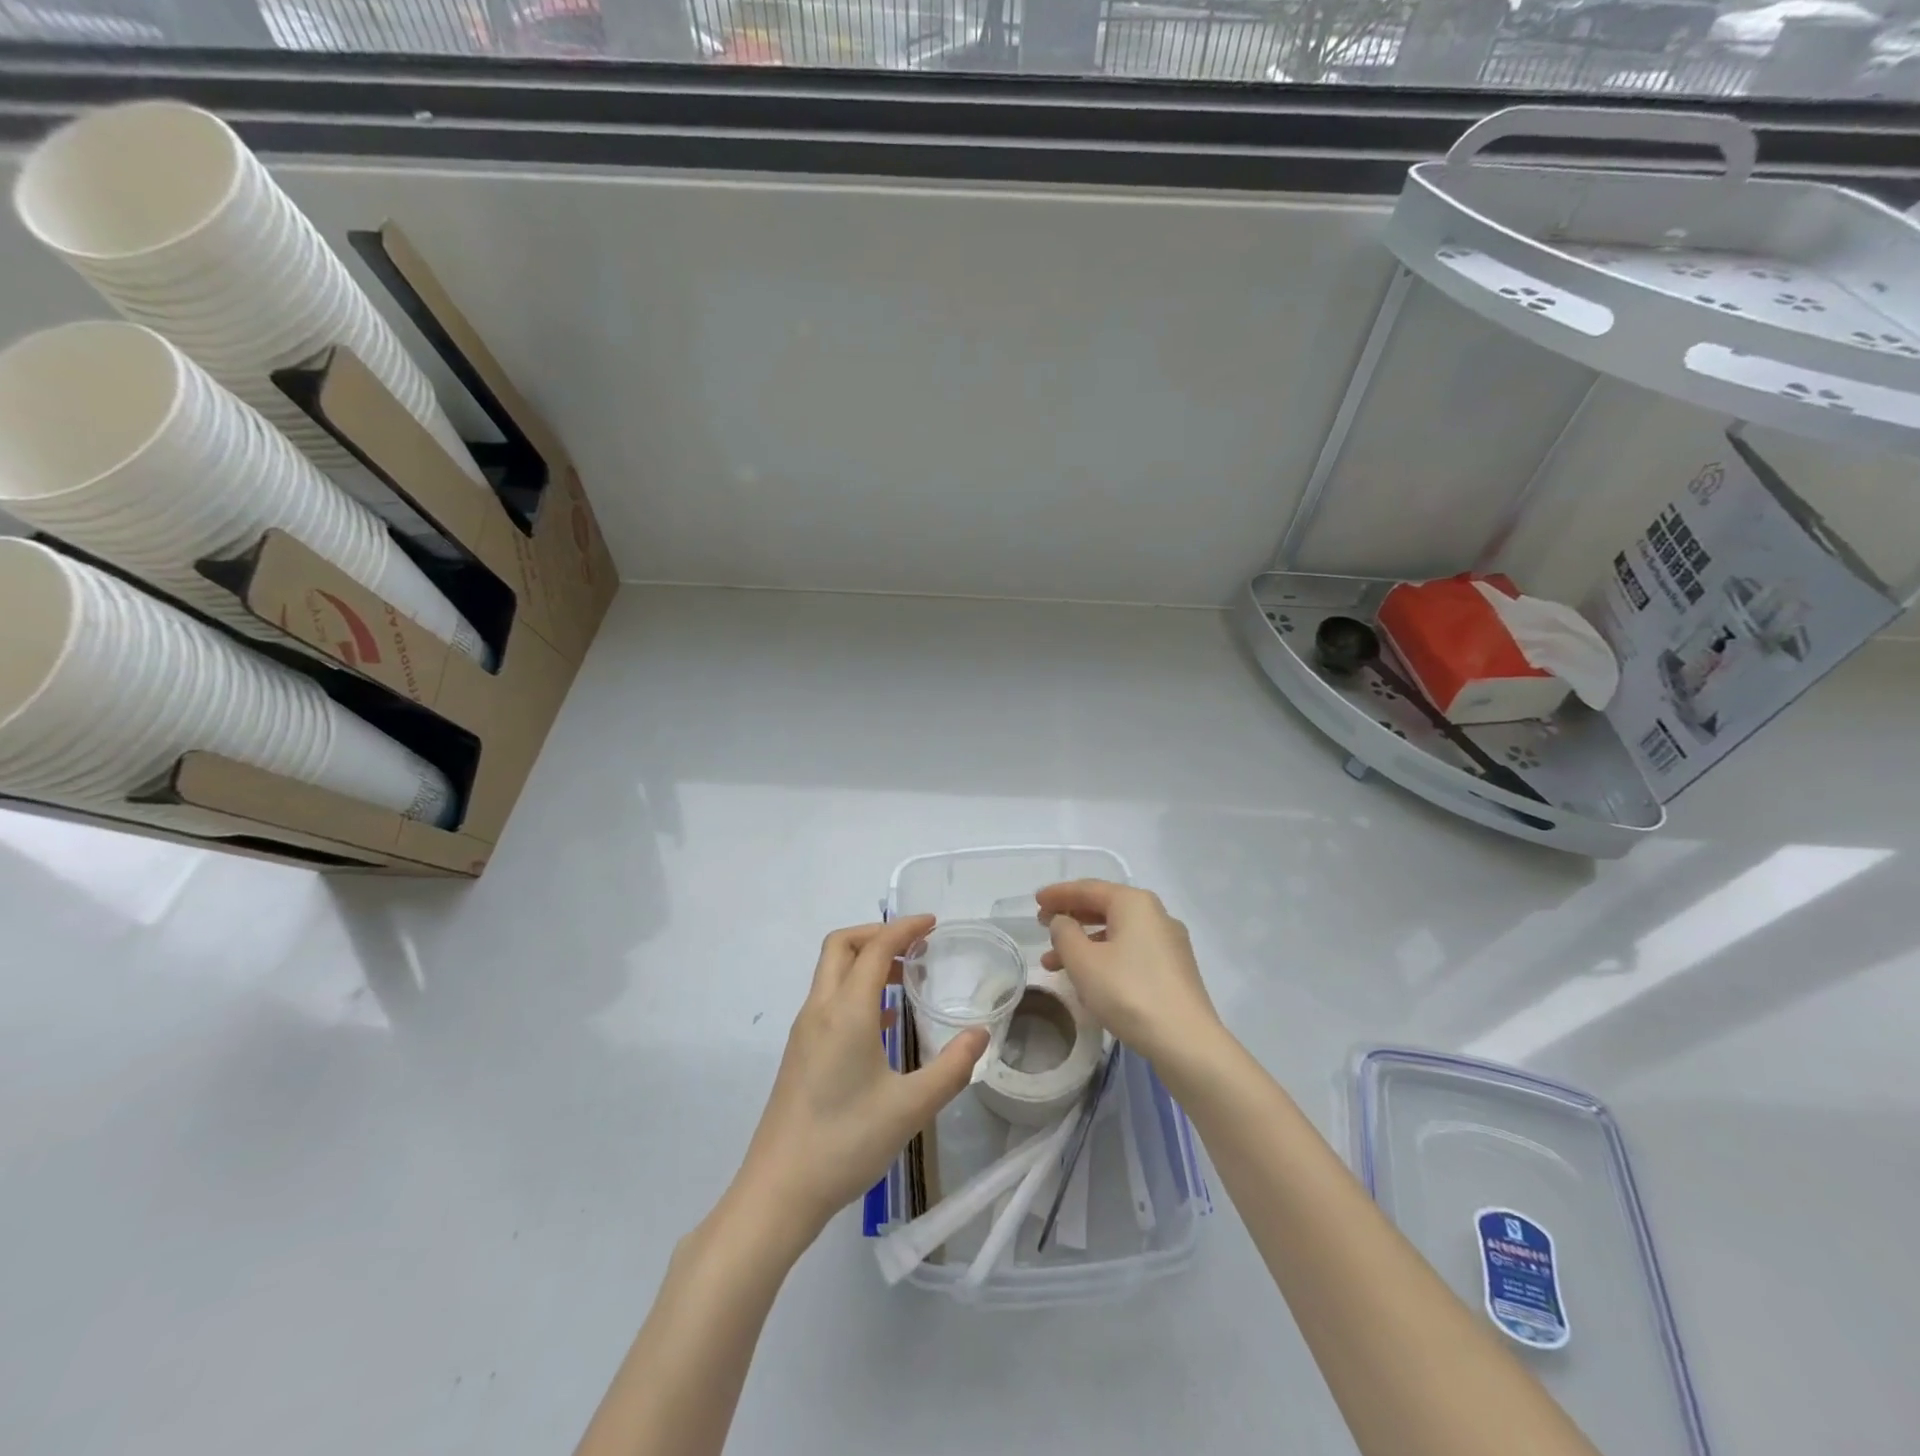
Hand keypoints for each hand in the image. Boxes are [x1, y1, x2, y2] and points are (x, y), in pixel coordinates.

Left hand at [732, 915, 988, 1247]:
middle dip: (877, 934)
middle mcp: (820, 1010)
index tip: (932, 924)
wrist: (778, 1191)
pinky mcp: (799, 1053)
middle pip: (841, 946)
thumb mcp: (910, 1107)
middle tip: (915, 946)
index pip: (874, 948)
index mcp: (846, 1011)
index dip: (903, 928)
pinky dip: (856, 989)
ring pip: (831, 972)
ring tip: (905, 978)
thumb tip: (981, 1034)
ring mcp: (804, 1031)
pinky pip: (828, 1000)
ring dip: (865, 961)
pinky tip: (884, 1022)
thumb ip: (952, 1067)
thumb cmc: (845, 1143)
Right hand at [1038, 880, 1222, 1067]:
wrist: (1186, 1041)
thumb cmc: (1128, 992)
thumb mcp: (1084, 961)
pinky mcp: (1173, 970)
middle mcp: (1155, 915)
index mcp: (1134, 903)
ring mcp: (1168, 943)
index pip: (1088, 888)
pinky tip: (1087, 980)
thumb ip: (1065, 933)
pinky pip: (1130, 952)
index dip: (1058, 893)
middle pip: (1104, 907)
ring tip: (1053, 964)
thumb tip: (1063, 922)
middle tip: (1042, 926)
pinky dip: (1104, 958)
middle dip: (1070, 918)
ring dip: (1083, 944)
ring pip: (1116, 933)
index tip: (1035, 901)